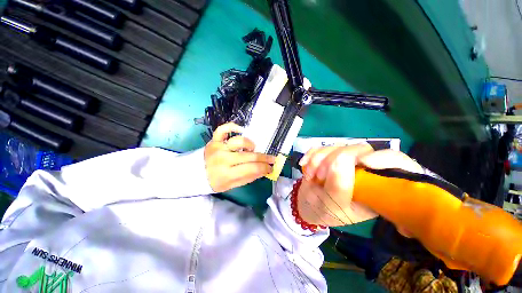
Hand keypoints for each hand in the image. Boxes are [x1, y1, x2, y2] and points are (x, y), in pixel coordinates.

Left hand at [204, 123, 275, 192]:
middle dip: (264, 158)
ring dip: (250, 144)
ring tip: (252, 149)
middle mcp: (223, 159)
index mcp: (227, 174)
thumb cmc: (215, 181)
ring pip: (239, 141)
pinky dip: (233, 127)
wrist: (196, 174)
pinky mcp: (214, 140)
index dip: (265, 168)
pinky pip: (223, 129)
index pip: (252, 169)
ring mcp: (218, 147)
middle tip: (272, 159)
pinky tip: (241, 130)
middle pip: (249, 156)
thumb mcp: (232, 185)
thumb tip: (264, 170)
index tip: (271, 167)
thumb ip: (249, 177)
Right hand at [297, 144, 422, 227]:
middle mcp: (366, 172)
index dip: (386, 159)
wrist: (307, 204)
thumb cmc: (323, 211)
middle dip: (334, 160)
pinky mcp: (332, 156)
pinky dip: (311, 154)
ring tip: (310, 175)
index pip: (398, 166)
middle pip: (361, 150)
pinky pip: (323, 146)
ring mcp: (347, 161)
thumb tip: (342, 159)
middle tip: (319, 175)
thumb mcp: (333, 206)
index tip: (364, 162)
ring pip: (339, 146)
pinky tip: (304, 165)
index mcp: (377, 189)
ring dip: (319, 158)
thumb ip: (340, 186)